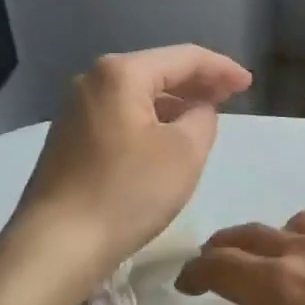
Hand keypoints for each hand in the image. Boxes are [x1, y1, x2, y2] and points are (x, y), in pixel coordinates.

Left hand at [9, 46, 251, 290]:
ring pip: (138, 95)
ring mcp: (75, 111)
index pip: (184, 58)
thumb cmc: (126, 193)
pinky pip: (121, 116)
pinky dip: (150, 120)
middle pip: (157, 71)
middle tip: (232, 97)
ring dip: (174, 103)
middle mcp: (92, 81)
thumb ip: (204, 118)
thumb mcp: (185, 153)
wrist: (55, 246)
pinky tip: (165, 139)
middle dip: (197, 83)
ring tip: (203, 117)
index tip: (249, 84)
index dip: (221, 68)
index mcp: (121, 74)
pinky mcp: (68, 139)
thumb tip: (198, 110)